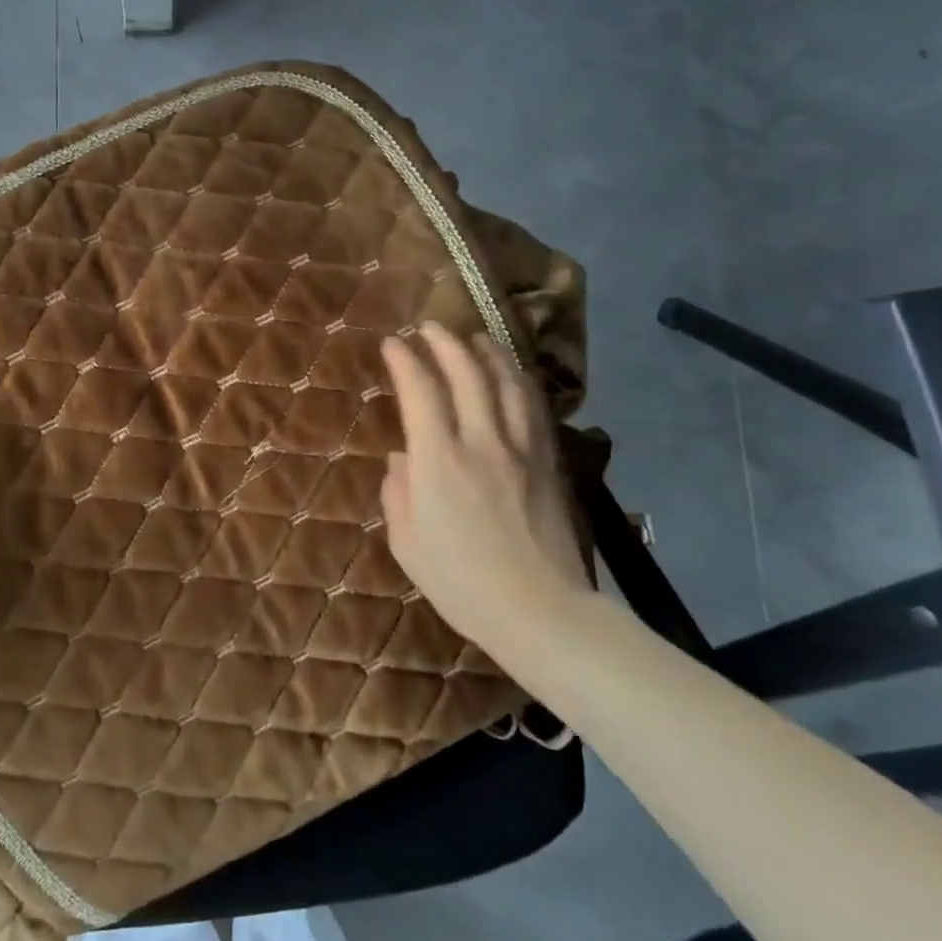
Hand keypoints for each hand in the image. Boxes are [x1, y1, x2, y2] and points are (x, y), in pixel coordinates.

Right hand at [380, 322, 591, 657]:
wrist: (540, 612)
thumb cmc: (461, 582)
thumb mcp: (406, 543)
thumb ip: (397, 492)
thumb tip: (403, 457)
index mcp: (438, 461)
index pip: (420, 391)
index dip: (405, 360)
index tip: (393, 345)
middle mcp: (481, 442)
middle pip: (467, 372)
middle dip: (445, 342)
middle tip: (430, 328)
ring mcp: (521, 449)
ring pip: (507, 381)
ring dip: (487, 352)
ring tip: (474, 338)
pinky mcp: (548, 462)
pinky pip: (533, 407)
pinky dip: (519, 380)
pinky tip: (511, 374)